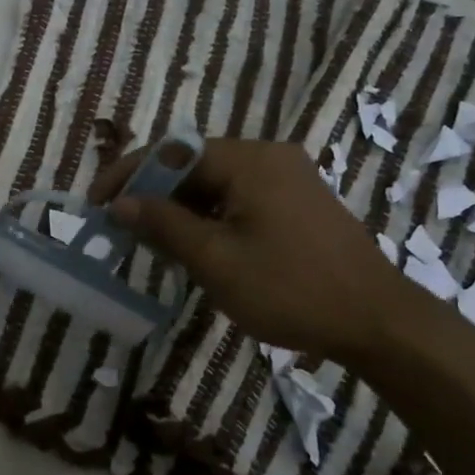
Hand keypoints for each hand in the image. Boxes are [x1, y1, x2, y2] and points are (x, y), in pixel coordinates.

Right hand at [89, 138, 412, 367]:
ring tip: (151, 241)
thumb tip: (120, 203)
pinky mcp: (298, 201)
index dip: (127, 175)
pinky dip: (209, 216)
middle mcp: (268, 156)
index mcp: (249, 160)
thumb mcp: (216, 261)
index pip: (171, 152)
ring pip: (215, 182)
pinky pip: (239, 197)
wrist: (379, 322)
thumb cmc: (291, 289)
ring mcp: (287, 177)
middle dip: (152, 193)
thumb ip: (164, 225)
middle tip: (120, 227)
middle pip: (193, 163)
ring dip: (179, 207)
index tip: (95, 204)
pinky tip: (195, 246)